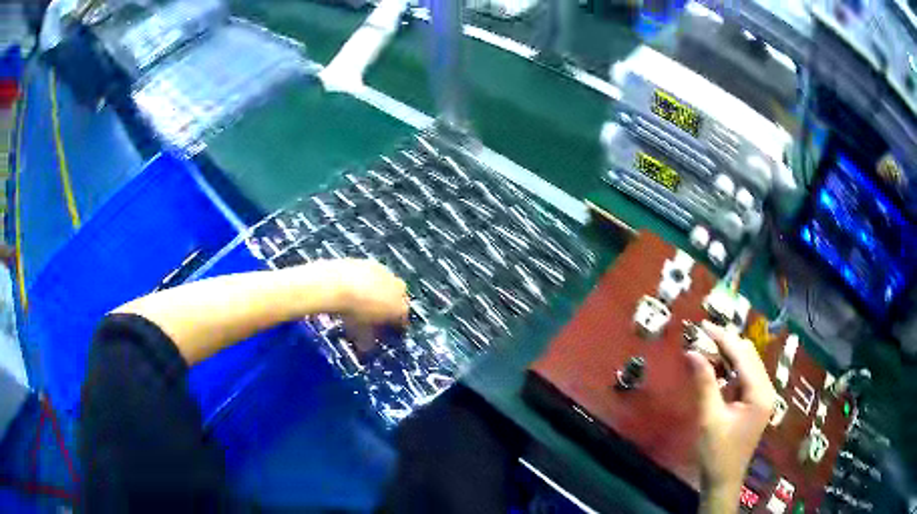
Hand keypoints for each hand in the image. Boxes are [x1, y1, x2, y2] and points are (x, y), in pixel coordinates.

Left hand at [320, 259, 408, 349]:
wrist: (335, 285)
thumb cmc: (351, 313)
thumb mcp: (360, 334)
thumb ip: (368, 342)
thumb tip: (366, 347)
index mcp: (400, 308)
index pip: (403, 321)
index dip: (394, 328)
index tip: (385, 332)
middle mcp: (398, 289)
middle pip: (398, 300)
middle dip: (389, 308)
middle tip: (375, 316)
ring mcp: (385, 273)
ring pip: (386, 286)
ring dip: (379, 293)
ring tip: (362, 301)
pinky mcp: (371, 262)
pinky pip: (373, 275)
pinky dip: (367, 282)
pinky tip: (354, 288)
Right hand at [686, 321, 775, 495]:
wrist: (723, 480)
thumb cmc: (716, 453)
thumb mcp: (709, 418)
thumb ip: (704, 383)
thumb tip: (692, 352)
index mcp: (760, 393)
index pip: (743, 355)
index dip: (723, 338)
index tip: (702, 326)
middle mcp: (766, 389)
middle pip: (748, 355)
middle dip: (726, 343)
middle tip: (701, 338)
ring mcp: (762, 396)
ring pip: (747, 363)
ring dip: (728, 354)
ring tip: (705, 349)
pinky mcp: (755, 402)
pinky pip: (744, 376)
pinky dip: (730, 368)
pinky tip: (715, 368)